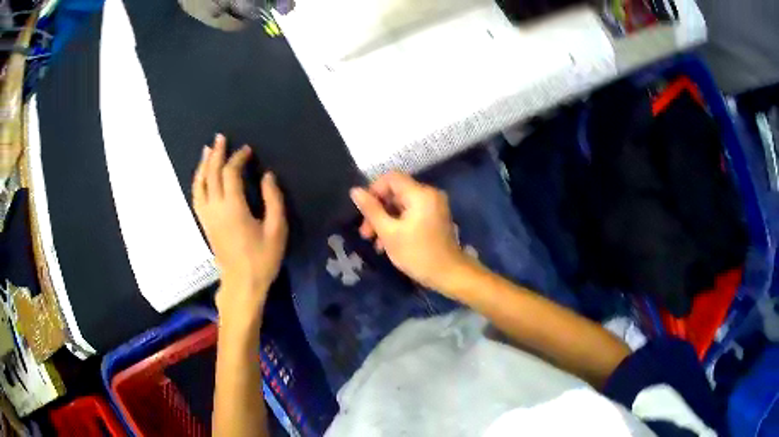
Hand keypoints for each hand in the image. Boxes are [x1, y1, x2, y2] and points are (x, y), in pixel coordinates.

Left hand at [193, 134, 287, 313]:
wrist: (241, 284)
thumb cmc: (262, 259)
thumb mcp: (276, 230)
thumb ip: (273, 200)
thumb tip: (268, 176)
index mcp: (233, 208)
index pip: (230, 174)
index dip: (238, 158)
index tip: (247, 150)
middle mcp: (216, 208)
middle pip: (211, 175)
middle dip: (216, 154)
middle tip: (221, 138)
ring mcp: (207, 217)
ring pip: (200, 185)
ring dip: (204, 165)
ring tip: (208, 150)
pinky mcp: (205, 224)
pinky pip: (197, 197)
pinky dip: (198, 182)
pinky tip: (202, 176)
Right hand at [350, 172, 476, 291]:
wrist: (449, 275)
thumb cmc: (417, 254)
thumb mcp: (389, 233)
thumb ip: (371, 210)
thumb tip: (355, 190)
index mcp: (420, 194)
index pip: (391, 178)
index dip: (374, 190)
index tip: (364, 211)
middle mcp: (429, 194)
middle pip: (396, 192)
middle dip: (378, 210)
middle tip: (365, 233)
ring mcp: (433, 206)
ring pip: (401, 205)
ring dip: (385, 220)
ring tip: (375, 243)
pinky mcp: (435, 218)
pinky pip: (411, 213)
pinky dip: (398, 224)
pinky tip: (387, 244)